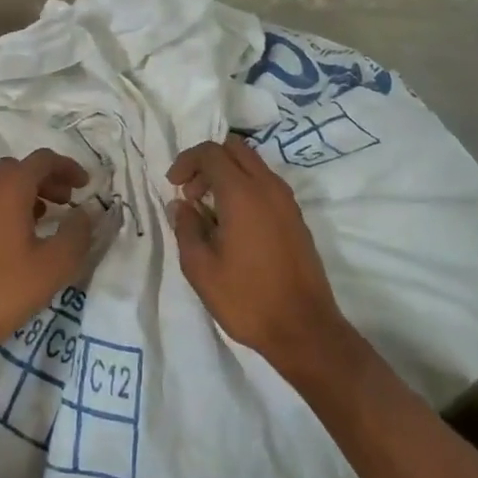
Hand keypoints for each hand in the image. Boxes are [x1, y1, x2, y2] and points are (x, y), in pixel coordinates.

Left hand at [0, 149, 94, 366]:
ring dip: (29, 191)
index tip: (86, 185)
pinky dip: (10, 203)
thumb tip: (85, 213)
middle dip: (49, 179)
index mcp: (9, 186)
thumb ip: (77, 233)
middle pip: (22, 168)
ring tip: (49, 216)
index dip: (68, 168)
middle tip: (68, 200)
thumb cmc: (3, 288)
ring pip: (4, 182)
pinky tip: (22, 233)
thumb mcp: (54, 264)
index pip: (43, 160)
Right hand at [168, 136, 347, 375]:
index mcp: (243, 193)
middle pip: (235, 149)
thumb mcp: (201, 268)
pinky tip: (233, 223)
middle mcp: (268, 187)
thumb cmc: (246, 298)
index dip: (187, 161)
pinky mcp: (296, 217)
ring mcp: (287, 201)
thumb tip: (181, 206)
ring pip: (253, 165)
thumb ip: (186, 228)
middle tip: (191, 193)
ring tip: (209, 210)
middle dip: (208, 162)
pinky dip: (245, 188)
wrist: (304, 329)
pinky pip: (266, 184)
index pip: (211, 152)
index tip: (173, 185)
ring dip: (228, 174)